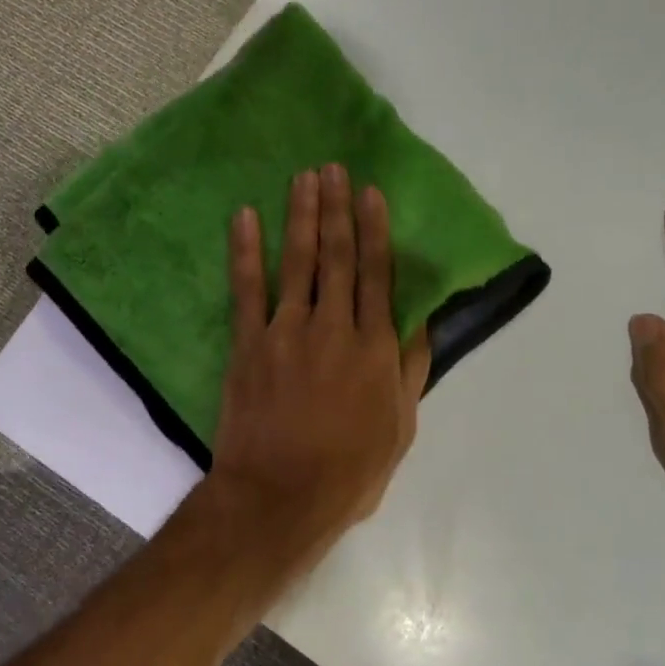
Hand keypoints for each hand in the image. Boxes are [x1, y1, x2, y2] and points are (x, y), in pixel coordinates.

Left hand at [210, 164, 431, 546]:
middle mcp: (334, 329)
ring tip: (303, 178)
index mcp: (375, 349)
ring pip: (298, 263)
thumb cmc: (347, 472)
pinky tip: (245, 217)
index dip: (375, 230)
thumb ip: (409, 371)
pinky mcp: (248, 345)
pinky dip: (246, 251)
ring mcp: (286, 333)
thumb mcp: (399, 429)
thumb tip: (419, 323)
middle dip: (337, 209)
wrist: (279, 496)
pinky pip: (246, 289)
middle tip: (333, 168)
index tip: (370, 192)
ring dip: (301, 216)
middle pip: (338, 258)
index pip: (379, 276)